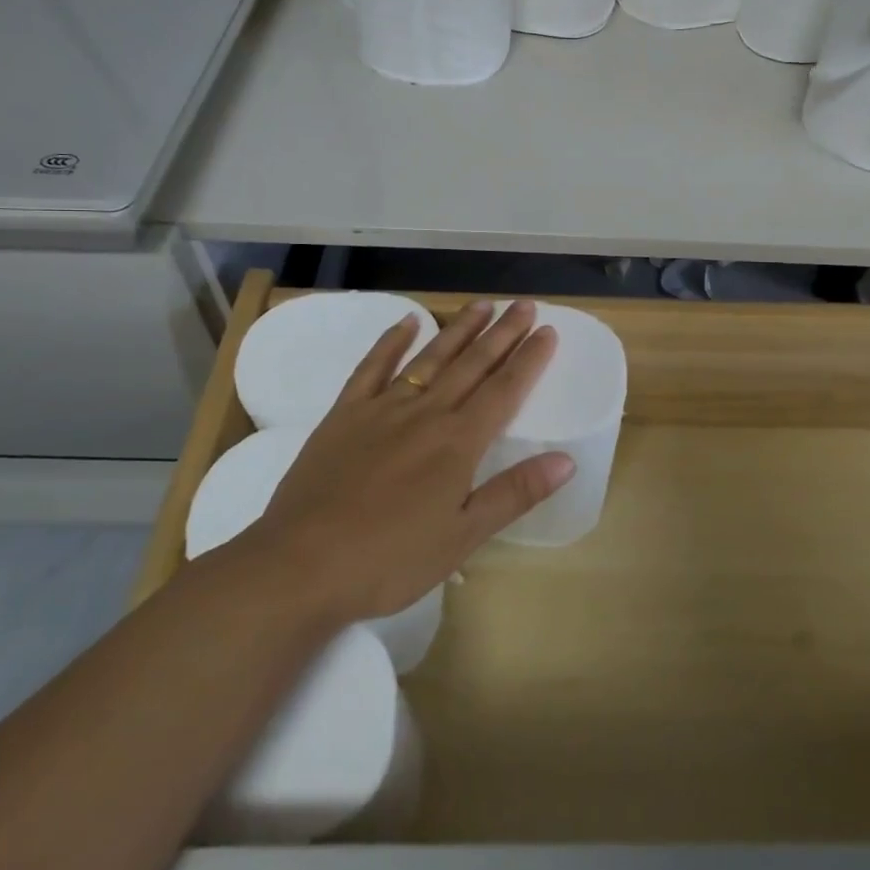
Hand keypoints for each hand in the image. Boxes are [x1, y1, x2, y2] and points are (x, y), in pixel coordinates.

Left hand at [224, 299, 568, 625]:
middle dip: (503, 333)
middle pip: (472, 364)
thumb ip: (514, 493)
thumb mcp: (462, 537)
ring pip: (430, 357)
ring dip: (458, 329)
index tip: (548, 331)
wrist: (301, 565)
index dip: (529, 360)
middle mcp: (426, 413)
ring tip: (482, 305)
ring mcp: (382, 408)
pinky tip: (407, 321)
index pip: (504, 390)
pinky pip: (372, 367)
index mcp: (458, 443)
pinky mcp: (345, 414)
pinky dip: (391, 341)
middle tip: (525, 304)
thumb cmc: (389, 560)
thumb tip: (567, 460)